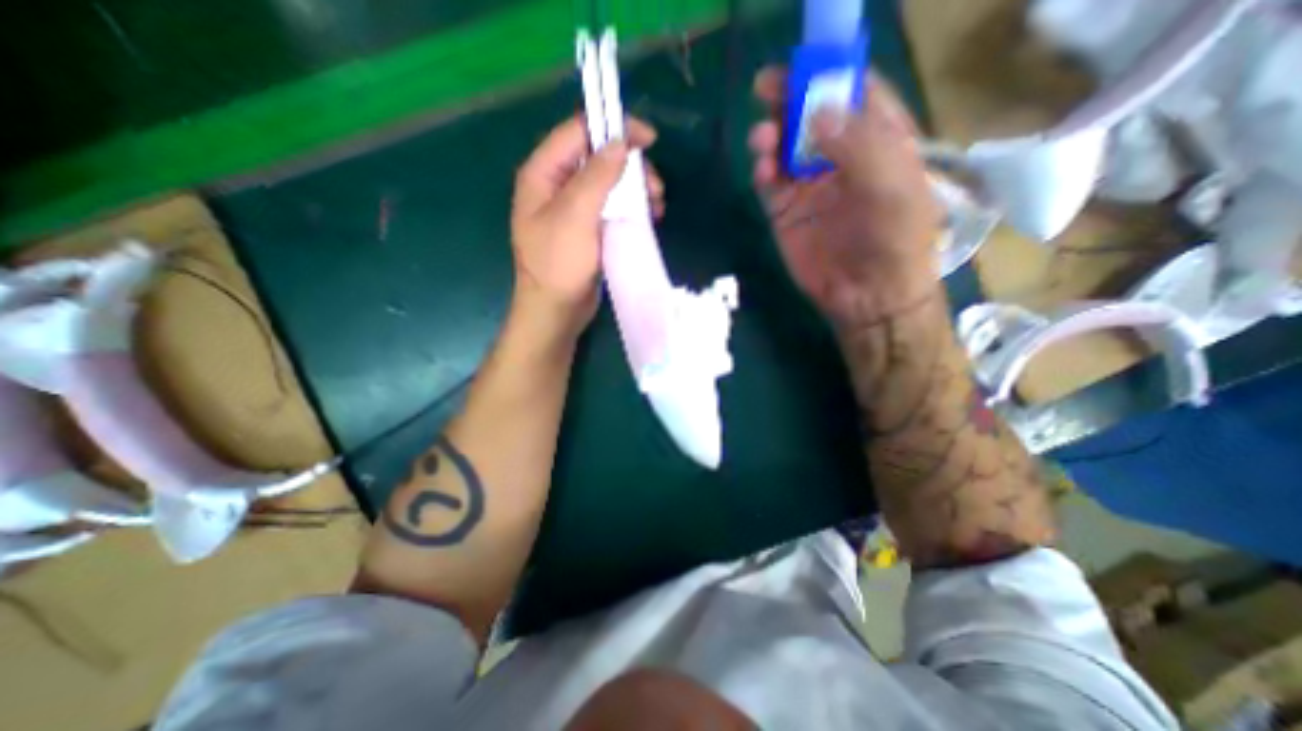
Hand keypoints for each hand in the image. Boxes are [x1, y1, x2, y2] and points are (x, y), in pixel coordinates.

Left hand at [511, 117, 662, 337]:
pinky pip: (611, 207)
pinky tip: (648, 218)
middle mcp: (557, 186)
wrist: (556, 310)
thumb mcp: (575, 215)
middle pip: (598, 158)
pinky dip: (631, 208)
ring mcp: (573, 209)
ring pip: (609, 184)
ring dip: (635, 189)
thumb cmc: (559, 264)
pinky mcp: (588, 229)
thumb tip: (620, 142)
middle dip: (630, 167)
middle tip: (656, 187)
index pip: (579, 132)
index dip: (614, 129)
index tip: (649, 140)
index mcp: (543, 173)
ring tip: (657, 206)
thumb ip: (596, 175)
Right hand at [748, 69, 942, 329]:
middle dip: (788, 99)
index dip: (828, 73)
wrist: (866, 296)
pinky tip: (761, 169)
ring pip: (784, 146)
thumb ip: (860, 145)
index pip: (853, 92)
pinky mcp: (786, 212)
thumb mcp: (892, 188)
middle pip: (810, 115)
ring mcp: (809, 185)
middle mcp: (841, 157)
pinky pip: (769, 182)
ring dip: (770, 135)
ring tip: (762, 139)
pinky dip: (762, 170)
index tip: (801, 64)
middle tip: (764, 90)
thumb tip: (817, 111)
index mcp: (879, 140)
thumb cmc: (892, 241)